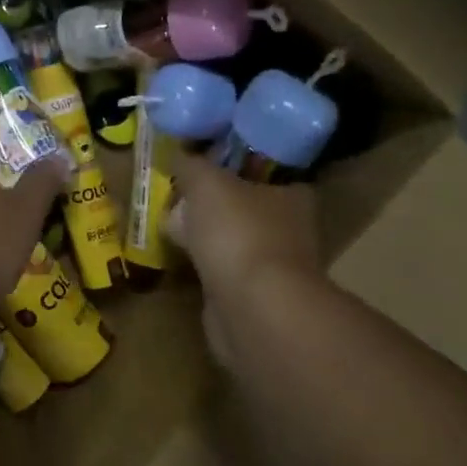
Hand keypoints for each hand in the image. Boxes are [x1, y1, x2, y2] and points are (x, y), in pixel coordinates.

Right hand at [163, 148, 320, 298]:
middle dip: (216, 205)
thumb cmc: (237, 232)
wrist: (252, 308)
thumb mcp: (206, 182)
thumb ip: (192, 165)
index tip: (204, 165)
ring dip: (208, 239)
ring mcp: (275, 267)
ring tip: (174, 230)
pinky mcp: (255, 299)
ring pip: (234, 241)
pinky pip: (224, 272)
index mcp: (293, 195)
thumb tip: (180, 156)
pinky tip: (183, 262)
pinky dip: (206, 268)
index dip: (235, 166)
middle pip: (247, 207)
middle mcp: (291, 229)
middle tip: (181, 198)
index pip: (267, 172)